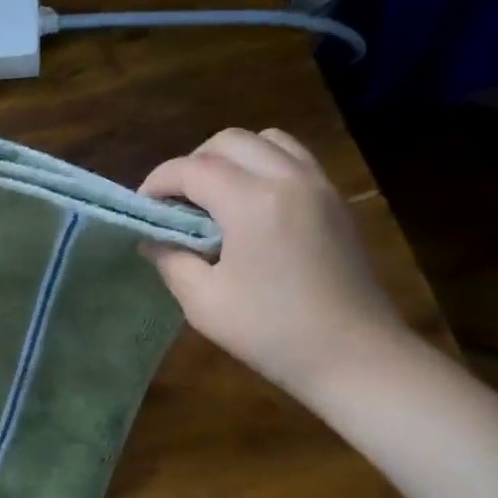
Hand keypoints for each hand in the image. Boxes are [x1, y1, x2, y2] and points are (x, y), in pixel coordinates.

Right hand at [139, 128, 410, 399]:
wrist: (354, 357)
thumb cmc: (272, 332)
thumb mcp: (203, 303)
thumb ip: (171, 260)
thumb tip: (153, 239)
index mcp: (252, 202)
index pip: (192, 168)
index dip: (158, 182)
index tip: (142, 207)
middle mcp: (288, 178)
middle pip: (228, 141)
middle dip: (192, 163)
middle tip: (176, 203)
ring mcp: (318, 185)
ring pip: (265, 140)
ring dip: (230, 158)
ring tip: (214, 197)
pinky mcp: (335, 200)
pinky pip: (292, 158)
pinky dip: (262, 165)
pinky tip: (250, 205)